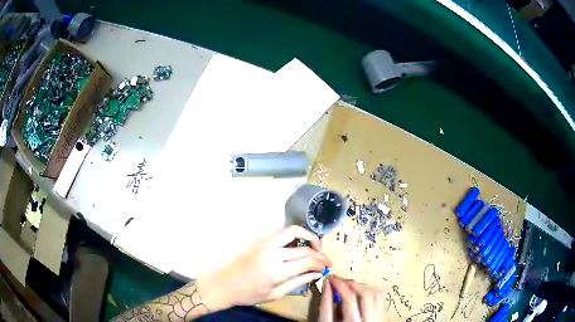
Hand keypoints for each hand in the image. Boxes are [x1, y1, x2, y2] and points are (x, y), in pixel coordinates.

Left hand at [197, 225, 331, 310]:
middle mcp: (273, 254)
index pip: (307, 261)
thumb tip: (317, 274)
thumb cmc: (249, 294)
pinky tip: (298, 244)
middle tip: (326, 260)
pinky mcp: (260, 241)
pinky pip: (281, 232)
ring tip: (316, 246)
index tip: (328, 267)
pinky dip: (294, 235)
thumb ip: (298, 282)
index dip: (321, 263)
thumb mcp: (276, 293)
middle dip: (319, 253)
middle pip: (304, 248)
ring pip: (293, 231)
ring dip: (308, 236)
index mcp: (277, 271)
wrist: (225, 284)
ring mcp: (265, 244)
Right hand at [319, 276, 384, 321]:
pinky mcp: (378, 315)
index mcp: (353, 321)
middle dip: (353, 284)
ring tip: (350, 286)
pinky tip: (361, 292)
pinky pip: (379, 299)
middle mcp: (368, 319)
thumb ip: (326, 304)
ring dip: (362, 287)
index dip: (340, 285)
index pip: (349, 298)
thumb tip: (327, 286)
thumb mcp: (326, 321)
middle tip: (341, 281)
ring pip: (375, 295)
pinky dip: (371, 292)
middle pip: (366, 294)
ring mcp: (375, 317)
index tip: (332, 279)